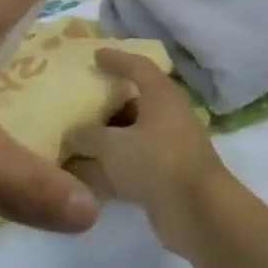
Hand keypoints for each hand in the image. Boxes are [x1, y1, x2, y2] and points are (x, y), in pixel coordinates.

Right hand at [65, 49, 230, 243]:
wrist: (197, 212)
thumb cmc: (157, 162)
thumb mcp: (112, 145)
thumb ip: (87, 135)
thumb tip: (72, 133)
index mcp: (162, 96)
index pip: (138, 66)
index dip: (116, 59)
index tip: (94, 55)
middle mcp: (168, 118)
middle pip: (133, 104)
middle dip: (104, 105)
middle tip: (74, 104)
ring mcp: (168, 150)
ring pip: (130, 139)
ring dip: (104, 142)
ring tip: (70, 142)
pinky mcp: (165, 179)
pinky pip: (131, 167)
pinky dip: (109, 170)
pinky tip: (81, 178)